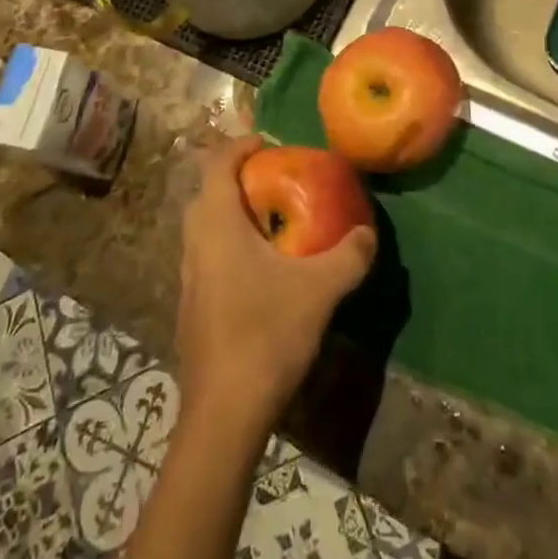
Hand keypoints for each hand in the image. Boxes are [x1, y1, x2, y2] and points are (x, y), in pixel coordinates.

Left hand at [176, 135, 376, 443]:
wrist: (223, 414)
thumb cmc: (265, 334)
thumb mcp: (319, 290)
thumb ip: (348, 256)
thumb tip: (368, 232)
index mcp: (217, 225)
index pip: (217, 164)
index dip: (240, 146)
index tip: (269, 144)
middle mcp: (194, 243)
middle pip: (207, 192)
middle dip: (237, 179)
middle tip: (275, 180)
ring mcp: (188, 277)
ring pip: (205, 227)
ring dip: (233, 214)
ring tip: (272, 221)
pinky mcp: (192, 306)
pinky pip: (208, 255)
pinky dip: (230, 244)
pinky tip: (261, 270)